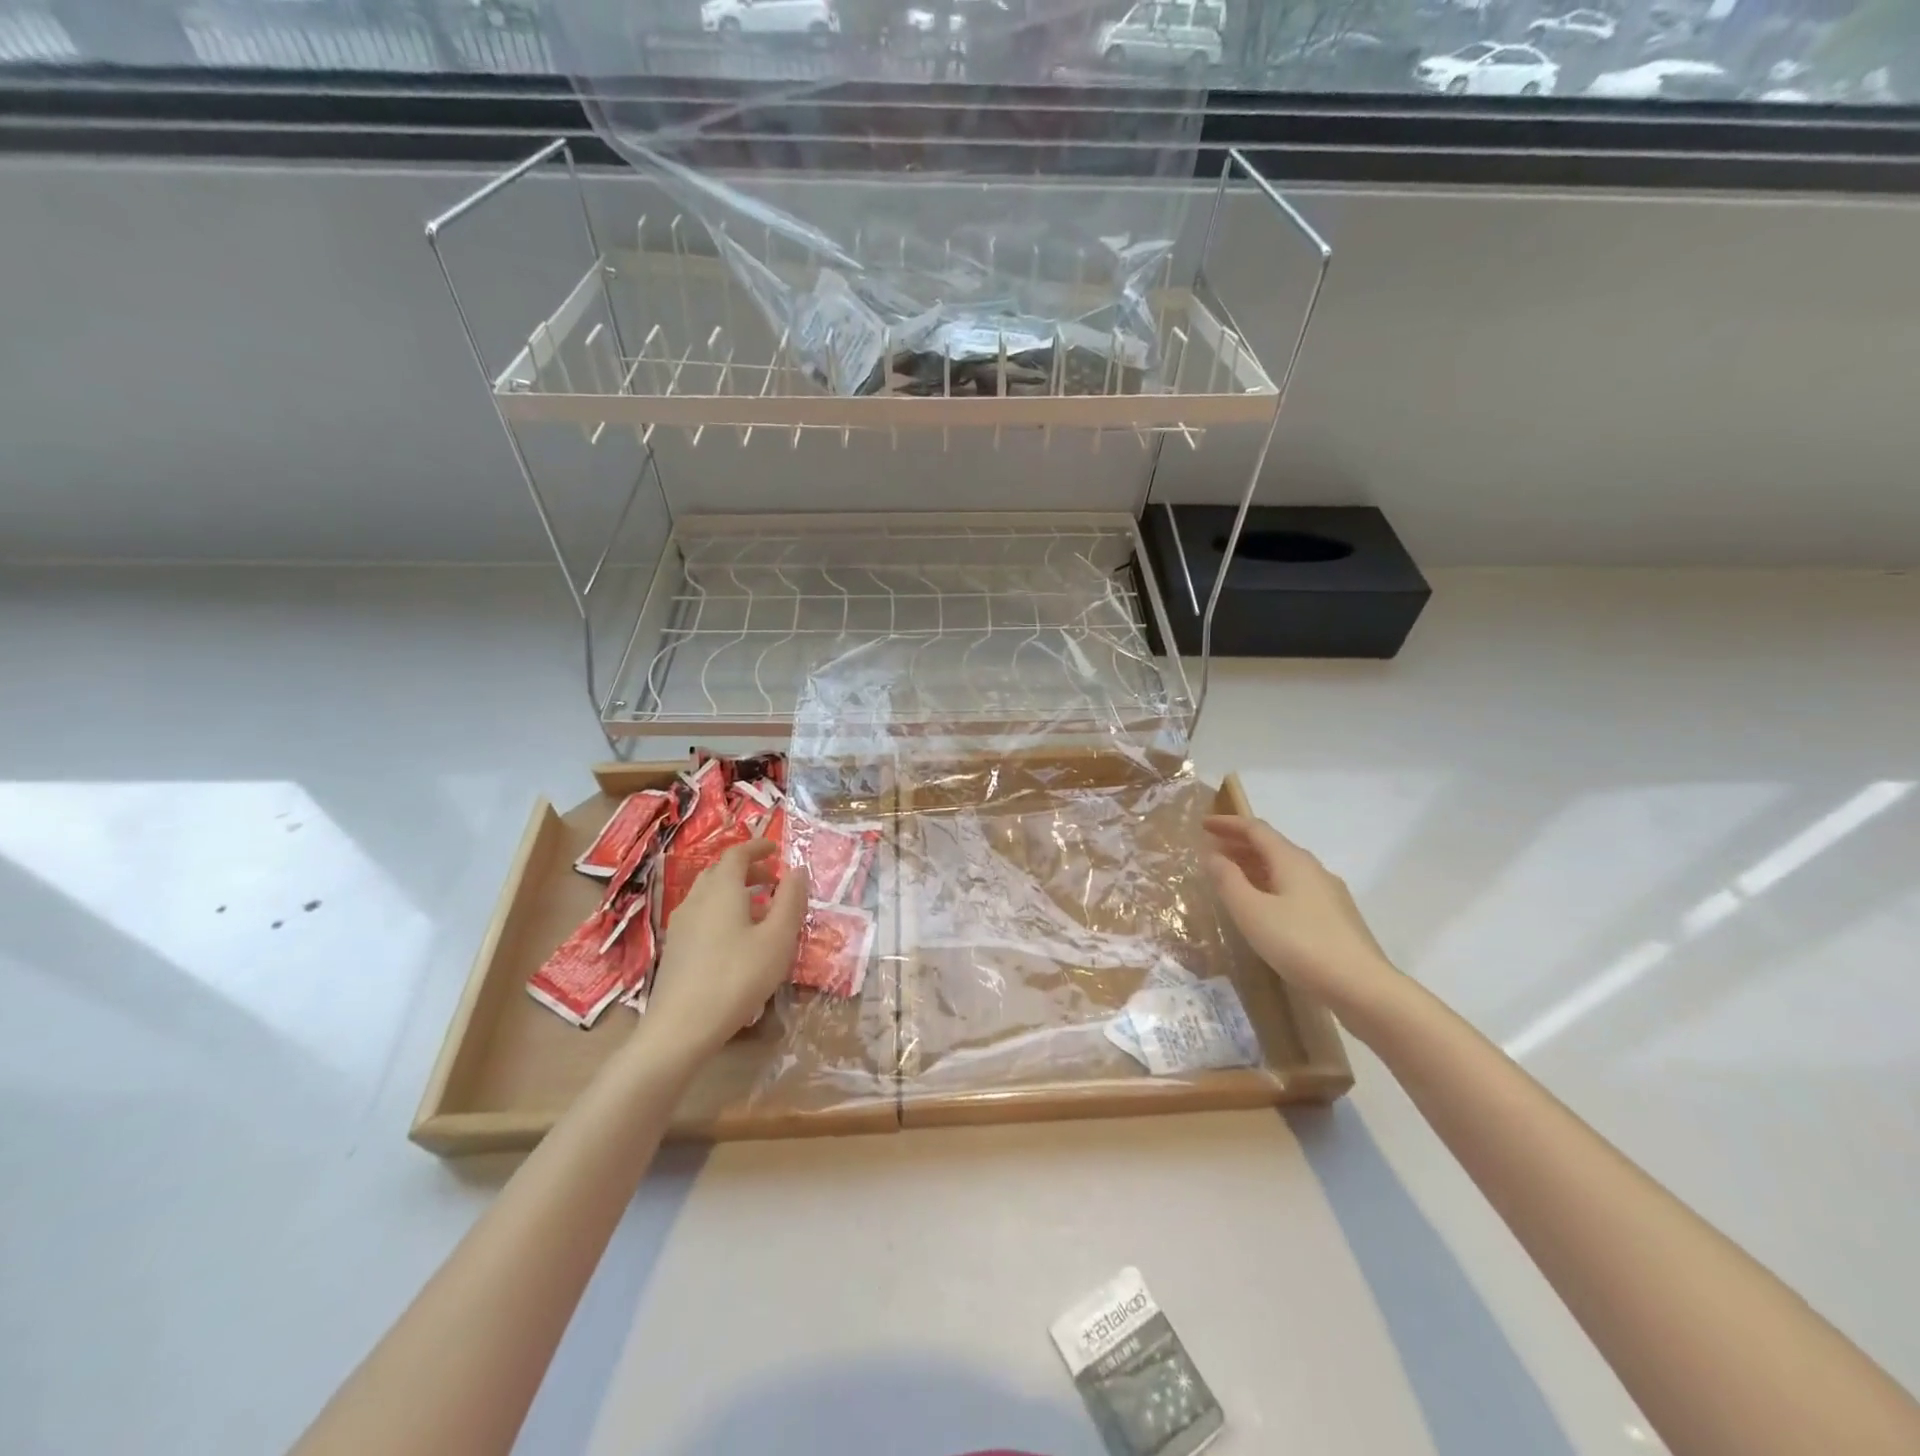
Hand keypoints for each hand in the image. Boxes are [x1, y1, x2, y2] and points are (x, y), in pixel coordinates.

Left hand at [644, 841, 809, 1058]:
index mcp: (722, 889)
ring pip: (708, 894)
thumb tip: (797, 870)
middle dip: (747, 869)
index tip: (775, 849)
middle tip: (772, 878)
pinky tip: (735, 938)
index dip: (757, 847)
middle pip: (720, 872)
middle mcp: (696, 899)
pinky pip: (700, 915)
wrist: (681, 1027)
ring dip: (734, 891)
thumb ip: (791, 900)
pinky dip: (721, 911)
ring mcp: (680, 924)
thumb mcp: (778, 938)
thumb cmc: (737, 976)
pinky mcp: (674, 948)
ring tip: (758, 908)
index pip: (737, 854)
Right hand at [1203, 814, 1398, 1023]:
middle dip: (1240, 844)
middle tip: (1212, 849)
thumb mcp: (1252, 912)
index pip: (1256, 829)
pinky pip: (1295, 887)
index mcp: (1292, 861)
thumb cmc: (1300, 943)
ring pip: (1285, 868)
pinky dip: (1271, 884)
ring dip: (1254, 865)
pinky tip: (1264, 906)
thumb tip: (1212, 855)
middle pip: (1272, 846)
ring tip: (1231, 876)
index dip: (1228, 824)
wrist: (1362, 986)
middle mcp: (1313, 869)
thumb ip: (1228, 881)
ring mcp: (1329, 893)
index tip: (1203, 825)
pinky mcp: (1336, 916)